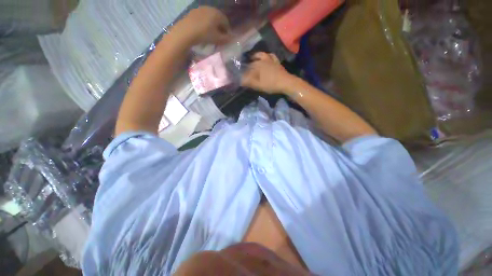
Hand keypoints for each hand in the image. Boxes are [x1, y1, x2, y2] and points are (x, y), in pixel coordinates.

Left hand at [174, 6, 230, 45]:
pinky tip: (202, 30)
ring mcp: (201, 9)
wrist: (186, 32)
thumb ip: (226, 39)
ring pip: (210, 17)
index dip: (227, 31)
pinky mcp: (193, 12)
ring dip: (212, 25)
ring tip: (210, 34)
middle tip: (218, 36)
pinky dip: (204, 23)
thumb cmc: (204, 35)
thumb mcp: (217, 39)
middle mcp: (210, 8)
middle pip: (218, 18)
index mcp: (217, 14)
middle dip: (220, 27)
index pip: (226, 22)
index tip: (226, 39)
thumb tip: (232, 38)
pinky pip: (202, 18)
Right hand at [241, 52, 294, 93]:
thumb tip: (240, 81)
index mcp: (258, 65)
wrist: (286, 83)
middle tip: (245, 69)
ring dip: (257, 56)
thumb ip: (249, 82)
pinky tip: (267, 58)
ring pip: (262, 55)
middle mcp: (263, 60)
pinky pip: (271, 56)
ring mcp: (271, 60)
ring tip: (253, 59)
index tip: (241, 76)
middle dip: (248, 64)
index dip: (244, 72)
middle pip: (254, 61)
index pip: (248, 68)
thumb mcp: (258, 85)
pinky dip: (268, 56)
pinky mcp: (277, 62)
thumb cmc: (271, 84)